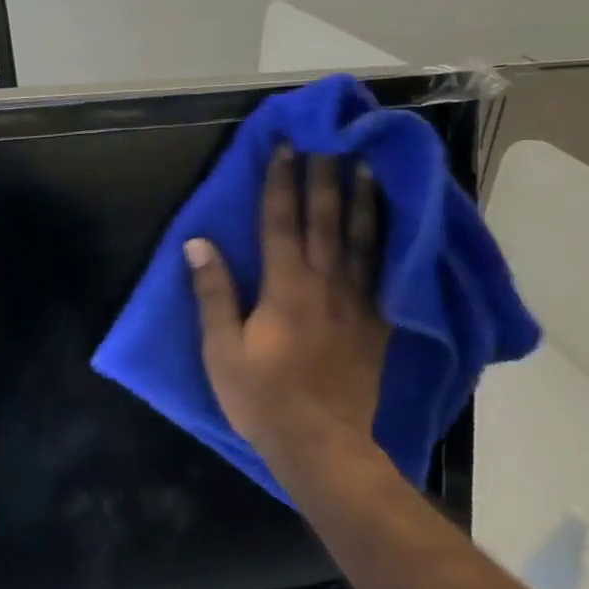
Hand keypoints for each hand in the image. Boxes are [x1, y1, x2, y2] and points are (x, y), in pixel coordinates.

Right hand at [185, 146, 389, 463]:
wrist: (322, 446)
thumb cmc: (262, 398)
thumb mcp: (221, 349)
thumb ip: (213, 293)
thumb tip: (197, 243)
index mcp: (284, 287)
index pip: (281, 221)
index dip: (281, 181)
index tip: (287, 147)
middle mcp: (324, 284)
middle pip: (325, 221)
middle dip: (324, 178)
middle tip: (328, 142)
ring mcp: (356, 303)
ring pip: (362, 240)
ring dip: (362, 200)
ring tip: (366, 167)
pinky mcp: (377, 325)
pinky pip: (385, 275)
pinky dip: (388, 244)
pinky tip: (391, 228)